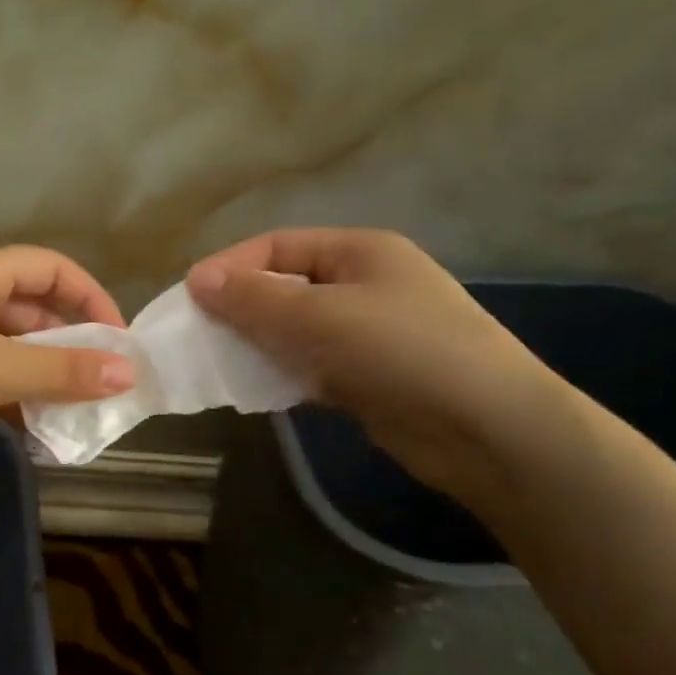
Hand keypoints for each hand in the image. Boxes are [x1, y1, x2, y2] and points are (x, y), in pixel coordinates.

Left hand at [0, 247, 136, 482]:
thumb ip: (61, 370)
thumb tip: (128, 373)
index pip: (48, 266)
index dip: (89, 296)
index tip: (118, 340)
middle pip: (29, 307)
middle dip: (68, 342)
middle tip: (103, 381)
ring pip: (6, 347)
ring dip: (41, 374)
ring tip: (76, 410)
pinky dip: (10, 396)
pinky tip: (32, 427)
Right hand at [186, 229, 569, 498]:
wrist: (487, 429)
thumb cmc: (402, 351)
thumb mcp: (320, 316)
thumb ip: (255, 299)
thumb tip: (197, 279)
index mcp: (359, 251)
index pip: (277, 246)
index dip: (230, 267)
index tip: (188, 298)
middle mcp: (363, 285)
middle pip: (284, 286)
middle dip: (240, 308)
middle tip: (196, 335)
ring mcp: (368, 333)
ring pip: (294, 330)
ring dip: (257, 343)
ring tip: (217, 364)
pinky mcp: (368, 377)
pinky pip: (310, 365)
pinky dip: (282, 373)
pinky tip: (255, 389)